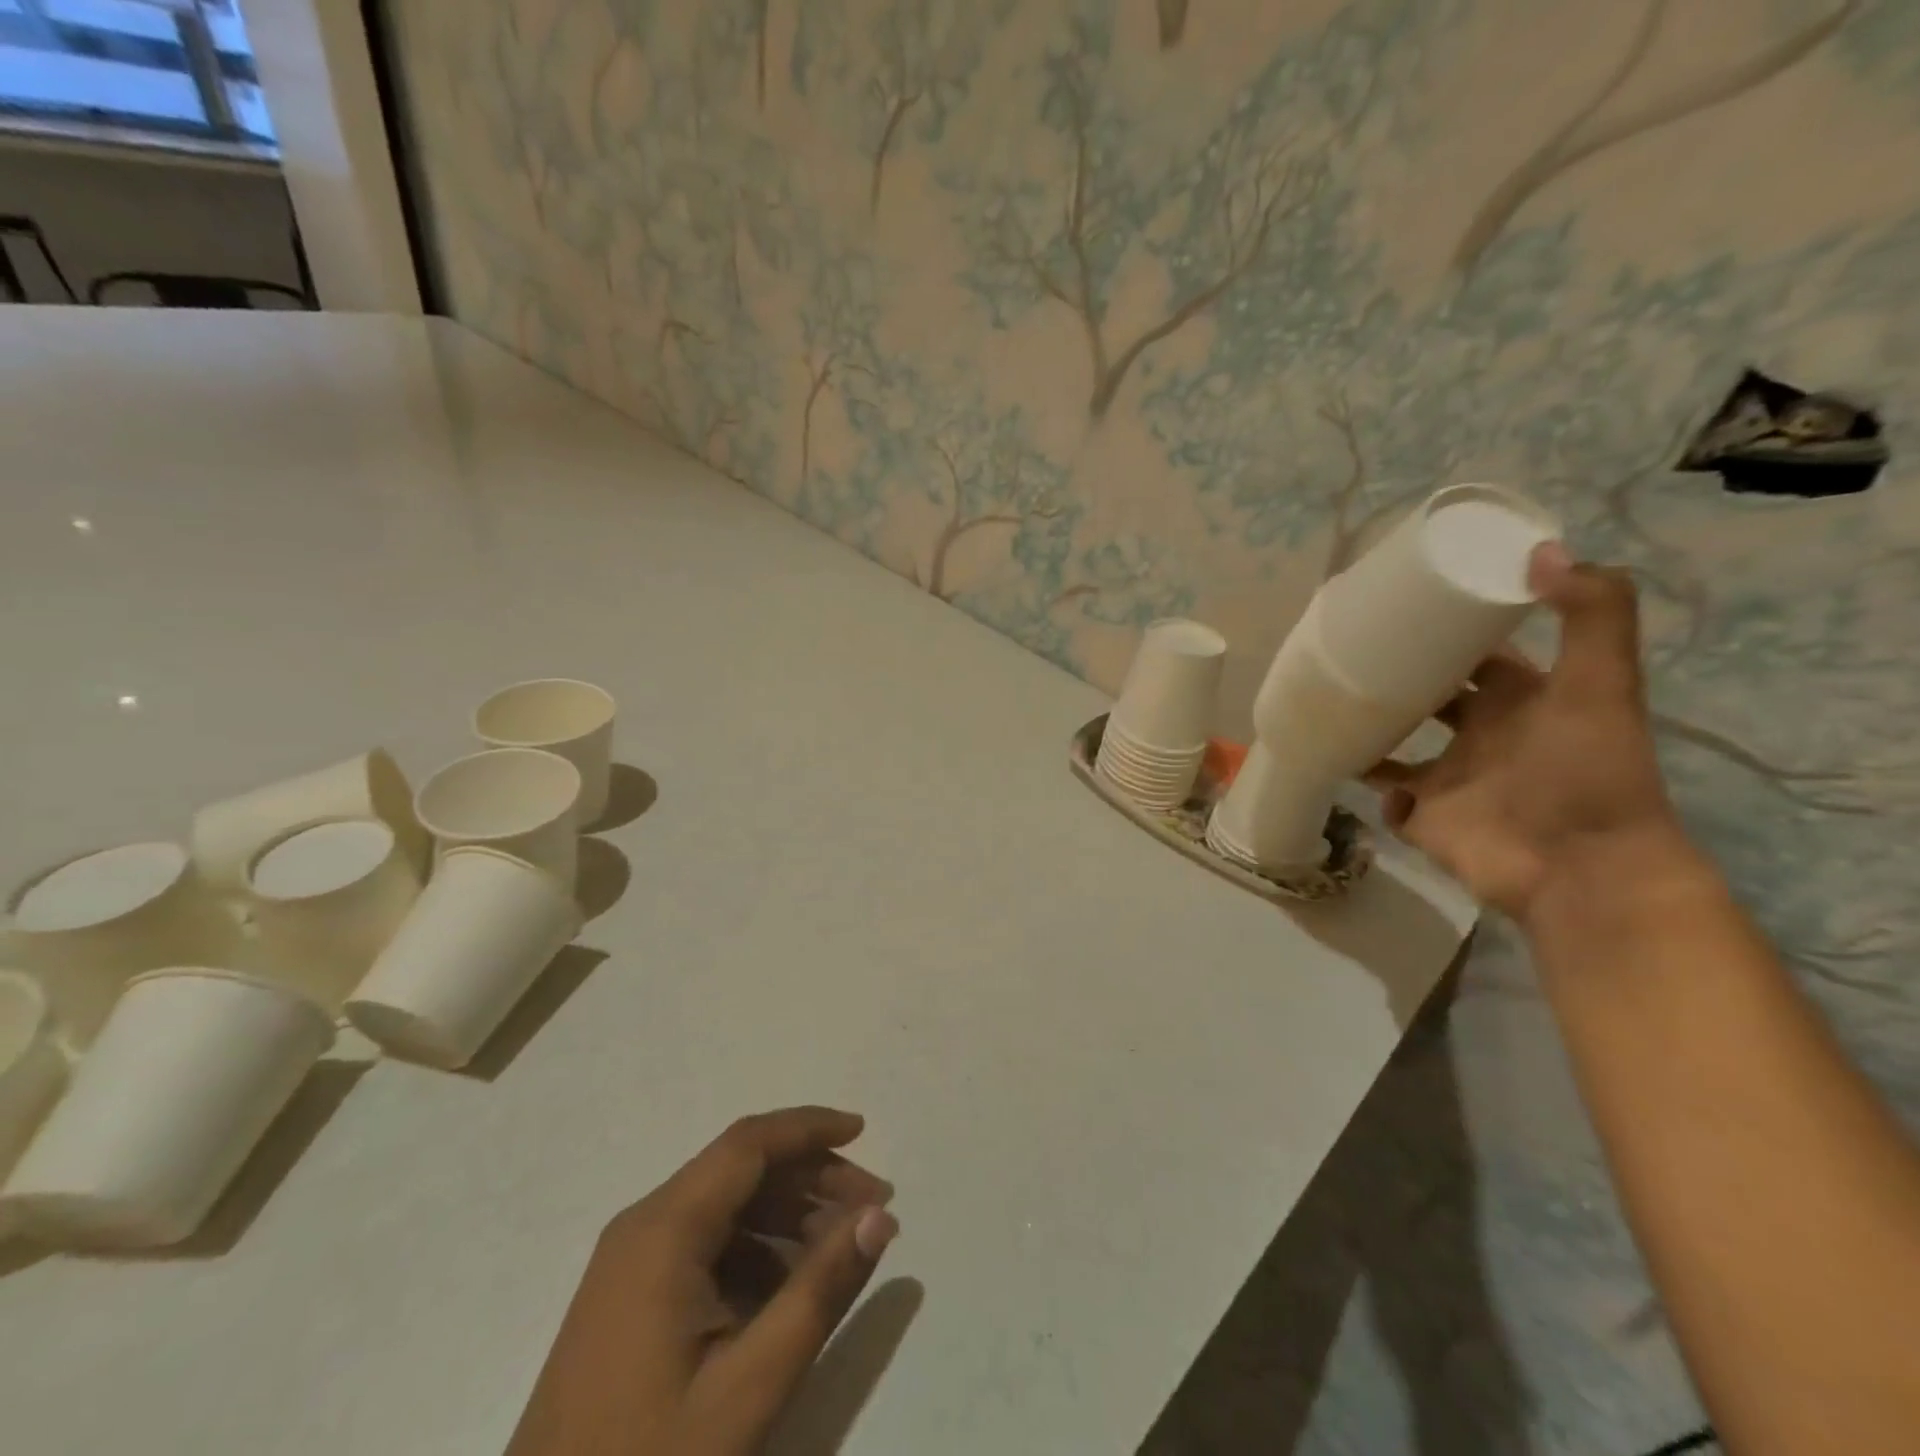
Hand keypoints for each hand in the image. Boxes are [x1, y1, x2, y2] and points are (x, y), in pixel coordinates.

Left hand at [506, 1107, 897, 1455]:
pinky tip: (788, 1291)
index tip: (865, 1131)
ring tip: (841, 1249)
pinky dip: (755, 1251)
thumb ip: (820, 1292)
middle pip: (741, 1169)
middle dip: (810, 1177)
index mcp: (665, 1229)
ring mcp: (631, 1263)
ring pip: (725, 1206)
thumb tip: (879, 1216)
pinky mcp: (629, 1299)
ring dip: (787, 1215)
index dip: (810, 1128)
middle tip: (872, 1207)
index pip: (749, 1143)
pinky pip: (705, 1245)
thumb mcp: (749, 1387)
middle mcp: (644, 1226)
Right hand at [1365, 544, 1686, 921]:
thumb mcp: (1601, 685)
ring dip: (1370, 732)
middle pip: (1430, 699)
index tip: (1404, 611)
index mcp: (1521, 701)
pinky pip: (1386, 799)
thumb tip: (1541, 552)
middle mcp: (1483, 737)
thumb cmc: (1587, 772)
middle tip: (1347, 656)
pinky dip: (1371, 788)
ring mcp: (1450, 781)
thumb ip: (1591, 615)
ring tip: (1328, 708)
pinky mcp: (1424, 819)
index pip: (1477, 657)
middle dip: (1397, 681)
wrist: (1580, 869)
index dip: (1447, 634)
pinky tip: (1344, 764)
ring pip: (1398, 749)